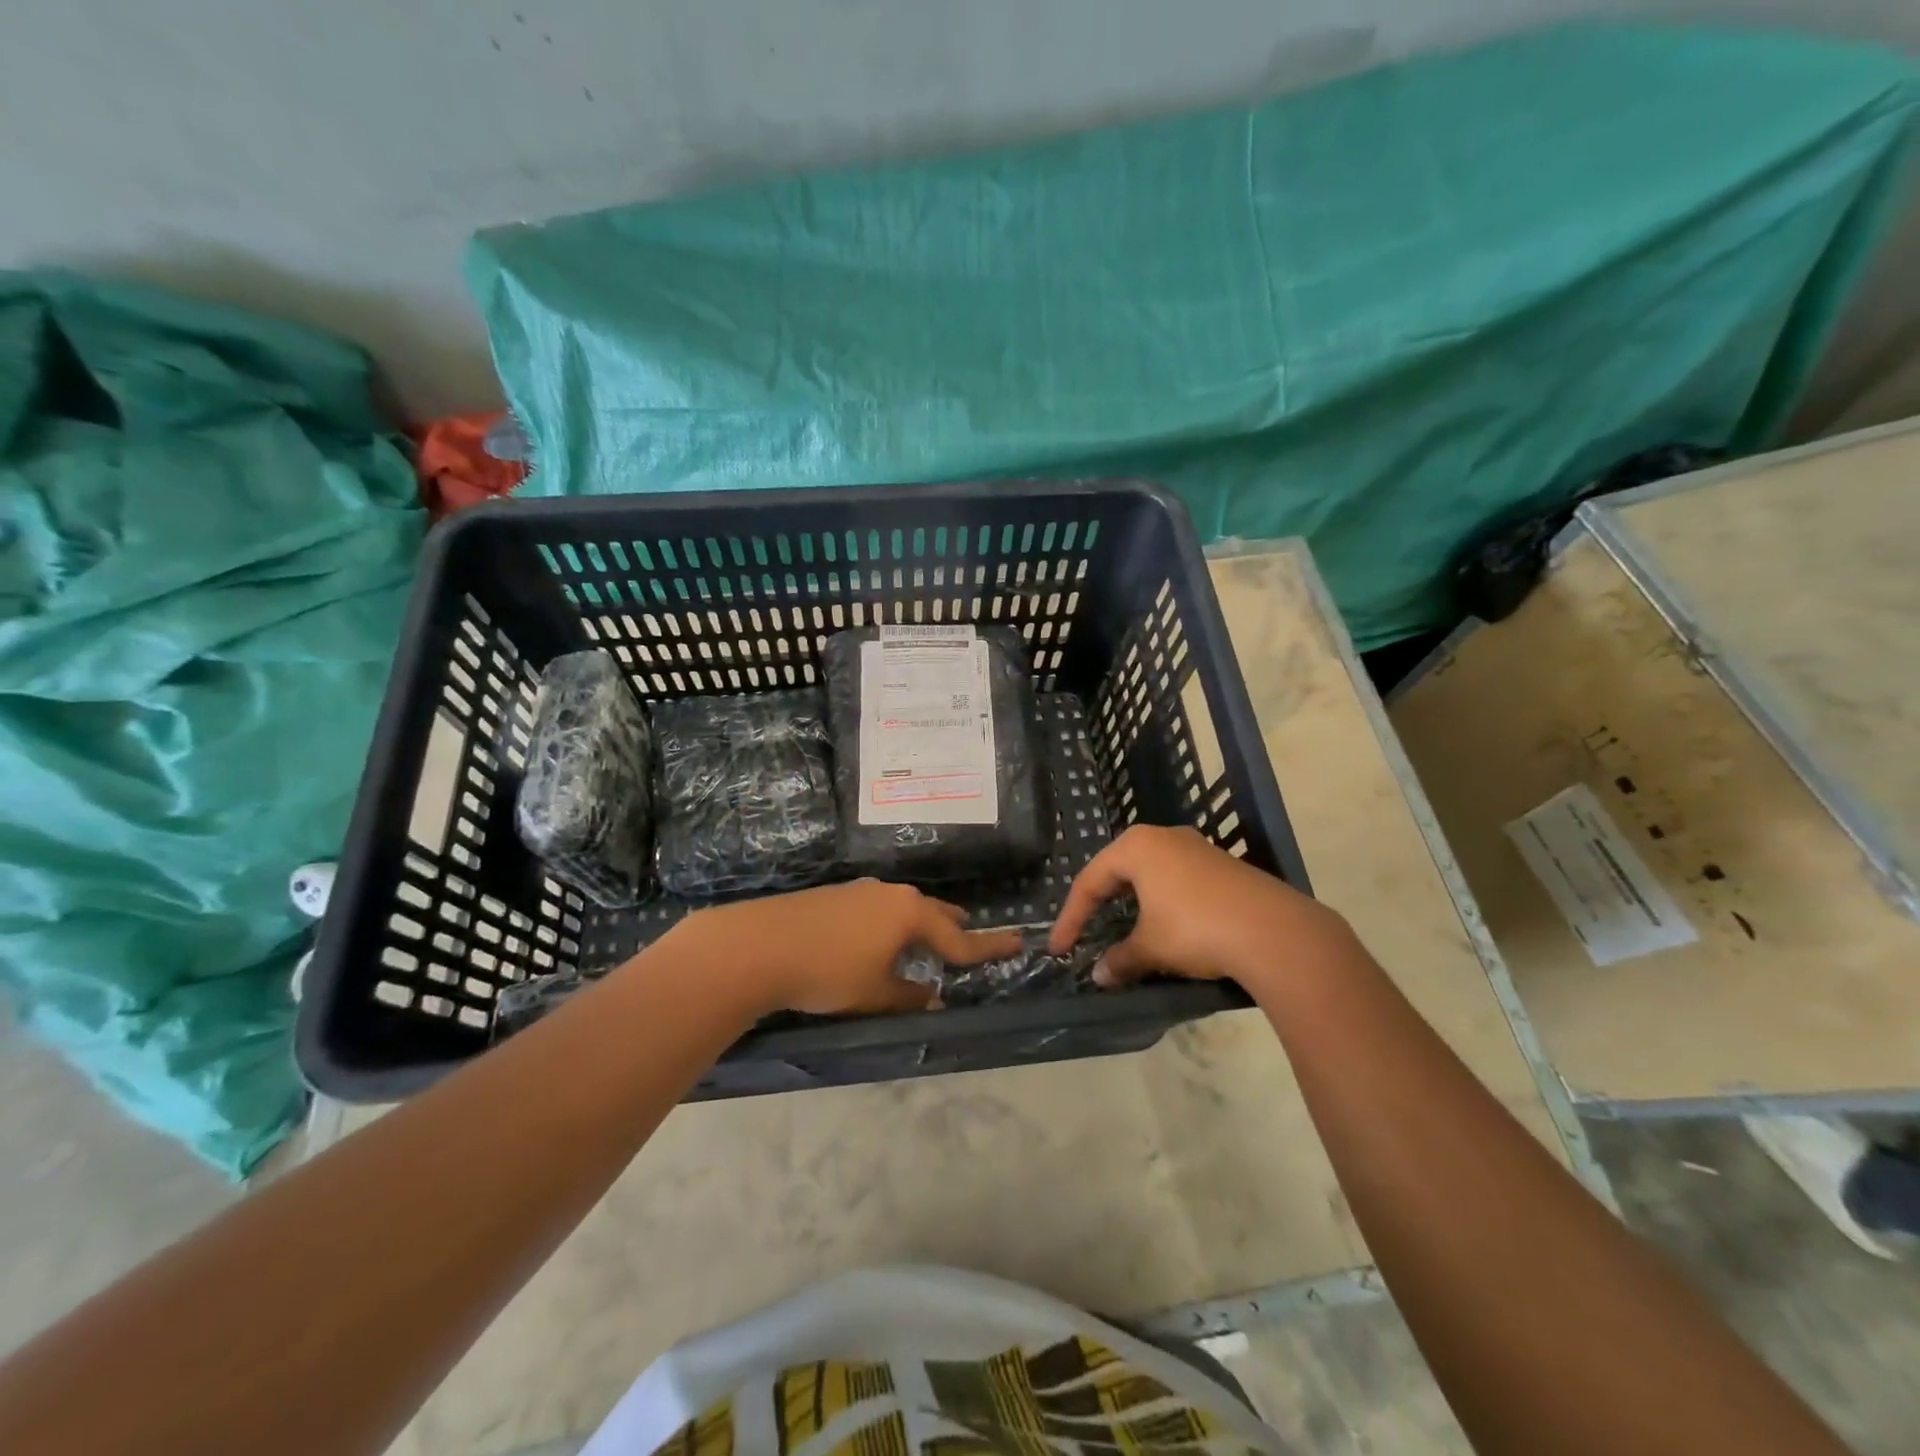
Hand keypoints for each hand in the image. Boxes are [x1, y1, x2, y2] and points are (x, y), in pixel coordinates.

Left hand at [671, 880, 1023, 1016]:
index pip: (958, 937)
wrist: (760, 945)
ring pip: (904, 907)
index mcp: (909, 915)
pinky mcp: (837, 896)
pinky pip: (880, 908)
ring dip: (922, 921)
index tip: (1016, 943)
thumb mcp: (875, 993)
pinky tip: (881, 935)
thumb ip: (909, 995)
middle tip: (972, 932)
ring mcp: (862, 892)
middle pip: (933, 912)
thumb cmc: (828, 972)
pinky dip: (893, 921)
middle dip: (953, 925)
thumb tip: (932, 997)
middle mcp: (891, 895)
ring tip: (930, 933)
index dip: (987, 946)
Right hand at [1049, 825, 1351, 991]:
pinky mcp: (1223, 865)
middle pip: (1118, 870)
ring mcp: (1197, 848)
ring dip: (1133, 903)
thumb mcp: (1151, 948)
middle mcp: (1165, 837)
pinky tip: (1166, 926)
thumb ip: (1120, 960)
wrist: (1276, 932)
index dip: (1071, 917)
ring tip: (1124, 928)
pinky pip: (1177, 880)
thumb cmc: (1196, 929)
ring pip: (1150, 873)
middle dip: (1100, 903)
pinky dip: (1162, 903)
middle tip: (1087, 931)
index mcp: (1137, 846)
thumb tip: (1100, 976)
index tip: (1060, 949)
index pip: (1090, 881)